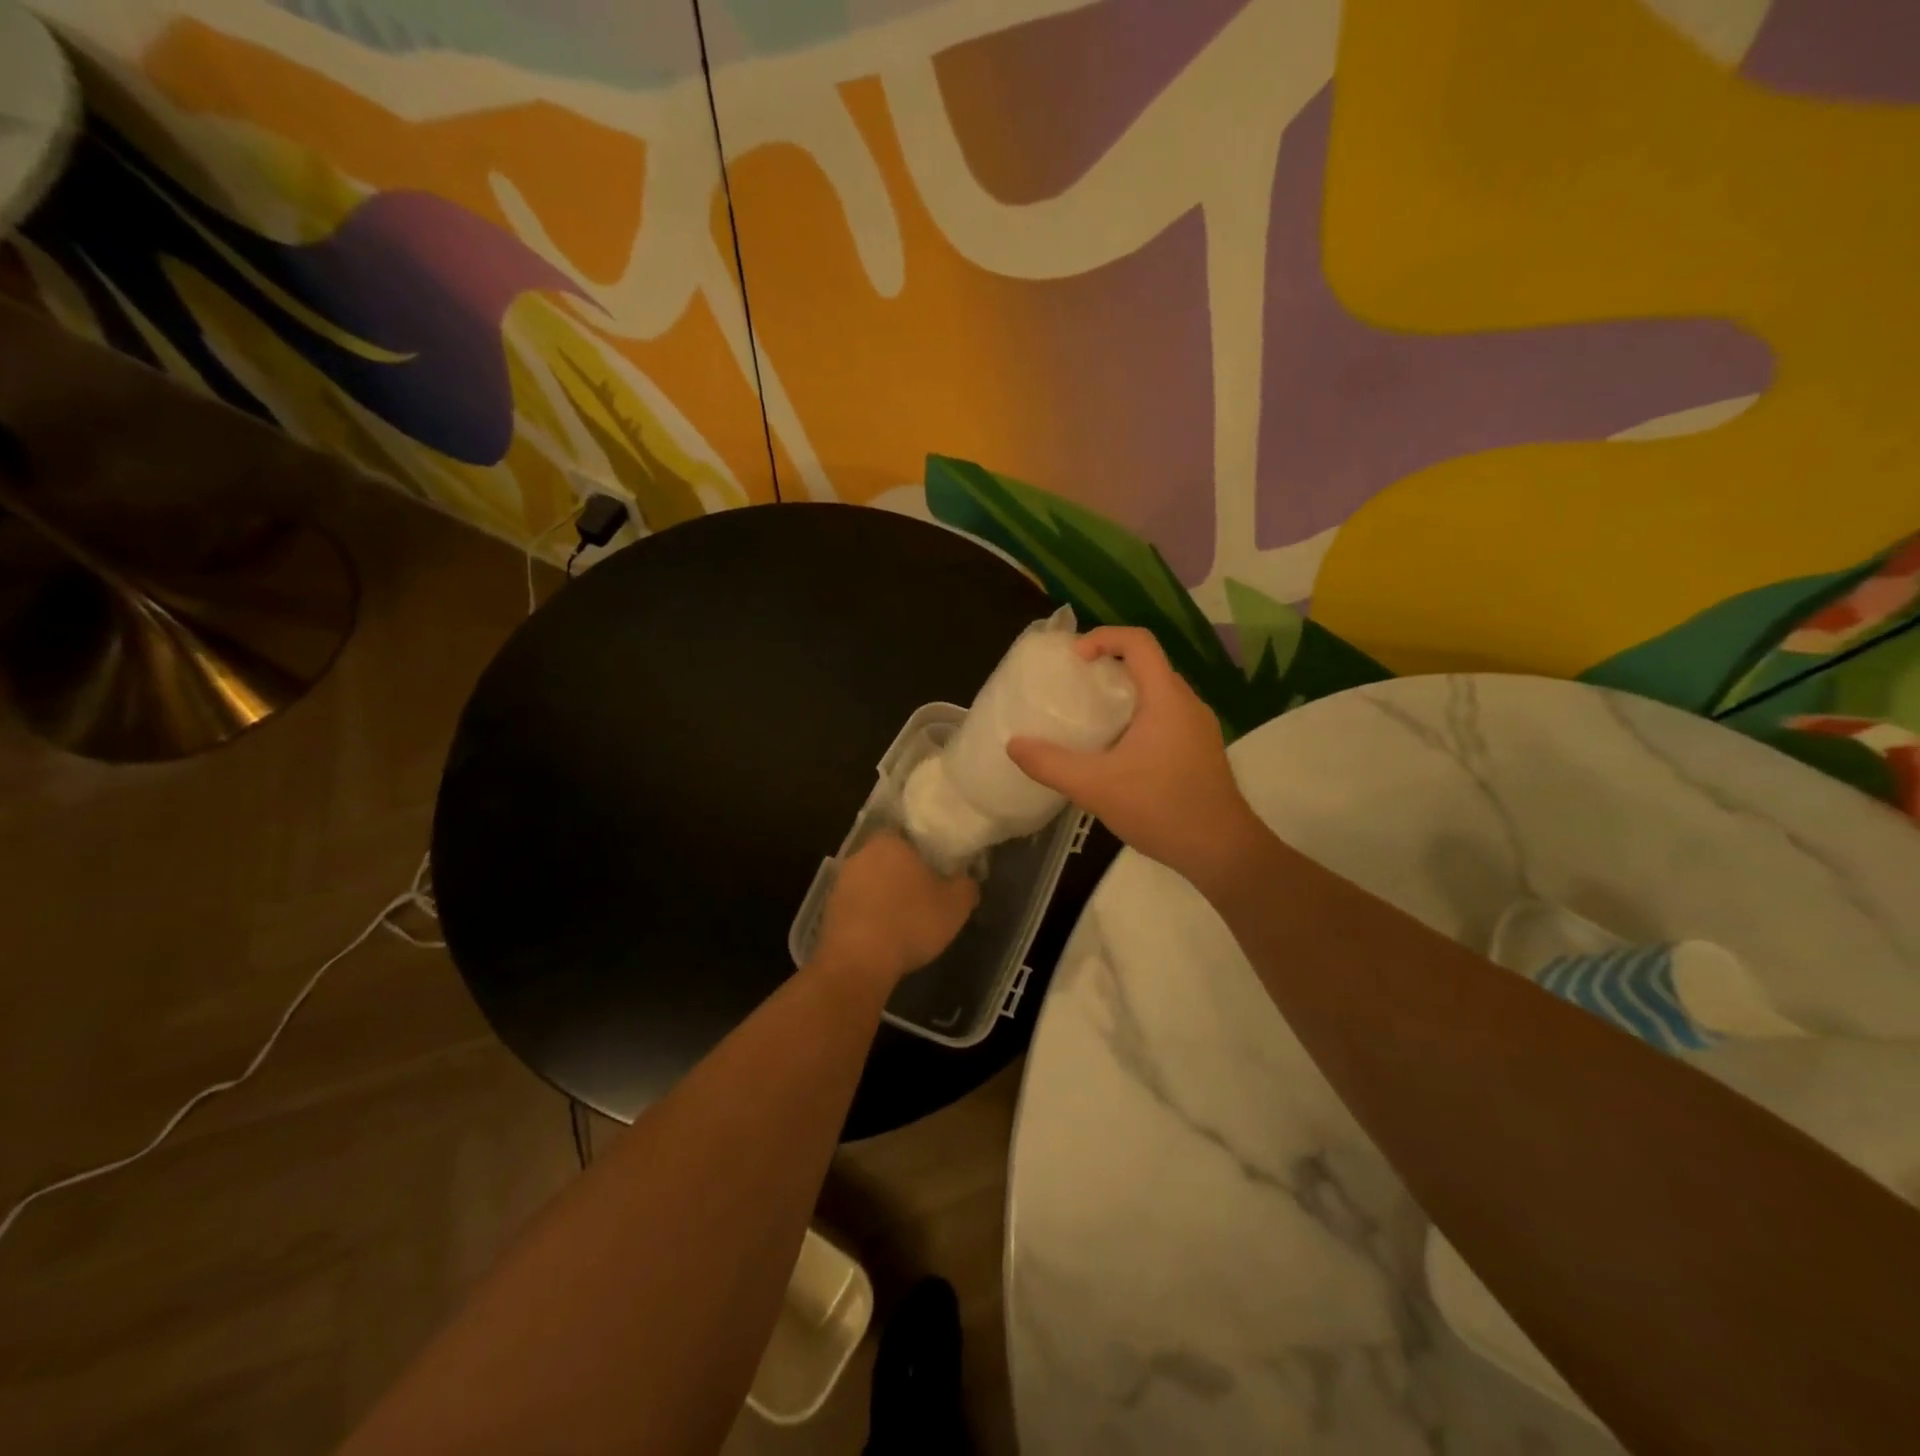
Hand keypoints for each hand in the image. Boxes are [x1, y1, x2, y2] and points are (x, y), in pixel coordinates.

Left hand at [813, 832, 978, 991]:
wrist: (858, 962)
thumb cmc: (910, 922)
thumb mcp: (955, 905)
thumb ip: (966, 885)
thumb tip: (967, 880)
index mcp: (890, 841)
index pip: (909, 835)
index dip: (926, 852)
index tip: (939, 870)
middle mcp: (860, 854)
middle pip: (889, 858)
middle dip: (905, 874)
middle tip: (926, 895)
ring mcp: (840, 882)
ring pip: (872, 882)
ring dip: (886, 896)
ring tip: (906, 920)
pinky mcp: (829, 910)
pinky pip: (857, 906)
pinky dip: (870, 916)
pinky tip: (884, 935)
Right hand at [1007, 627, 1263, 889]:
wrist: (1221, 850)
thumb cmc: (1161, 808)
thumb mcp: (1095, 787)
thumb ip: (1051, 764)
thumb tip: (1013, 744)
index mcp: (1167, 698)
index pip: (1139, 642)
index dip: (1103, 638)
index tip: (1074, 660)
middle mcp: (1187, 704)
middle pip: (1147, 665)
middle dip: (1108, 666)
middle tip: (1074, 687)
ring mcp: (1198, 728)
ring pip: (1157, 693)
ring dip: (1123, 694)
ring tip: (1088, 718)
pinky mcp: (1200, 750)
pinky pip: (1165, 716)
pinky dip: (1137, 717)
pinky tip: (1116, 752)